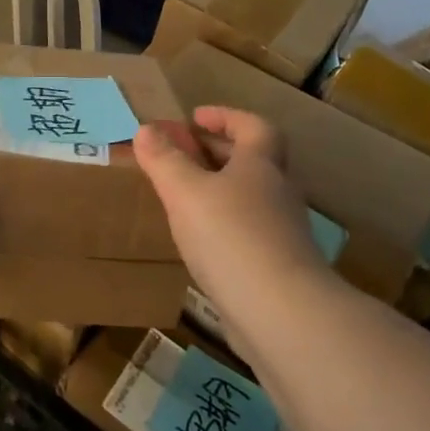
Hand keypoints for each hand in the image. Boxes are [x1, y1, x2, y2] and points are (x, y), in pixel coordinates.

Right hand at [133, 107, 326, 324]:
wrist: (283, 313)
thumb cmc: (231, 236)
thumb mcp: (185, 192)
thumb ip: (164, 160)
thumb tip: (146, 129)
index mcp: (261, 165)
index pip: (253, 126)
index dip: (225, 117)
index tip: (195, 118)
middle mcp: (278, 192)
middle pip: (254, 160)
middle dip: (218, 152)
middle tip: (183, 154)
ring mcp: (283, 232)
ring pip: (251, 198)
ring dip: (221, 190)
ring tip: (184, 198)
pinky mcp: (280, 268)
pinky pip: (249, 232)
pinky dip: (224, 226)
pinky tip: (200, 243)